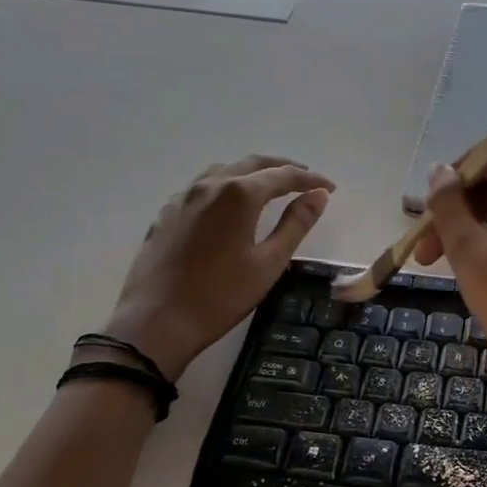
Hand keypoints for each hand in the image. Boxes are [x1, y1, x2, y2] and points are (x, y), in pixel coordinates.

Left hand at [102, 155, 333, 380]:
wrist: (156, 321)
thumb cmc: (221, 295)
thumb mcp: (269, 263)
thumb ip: (296, 224)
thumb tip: (318, 195)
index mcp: (238, 194)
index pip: (283, 176)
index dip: (309, 179)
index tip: (330, 187)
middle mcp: (209, 185)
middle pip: (252, 164)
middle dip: (282, 168)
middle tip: (305, 180)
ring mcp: (183, 198)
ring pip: (223, 171)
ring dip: (251, 173)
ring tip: (270, 187)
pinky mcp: (166, 214)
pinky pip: (201, 188)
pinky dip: (225, 187)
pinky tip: (229, 206)